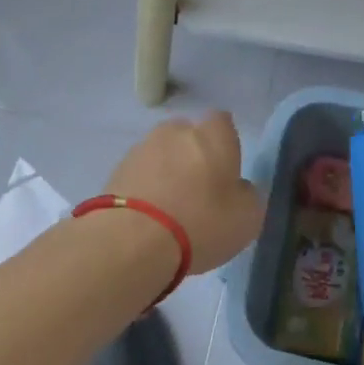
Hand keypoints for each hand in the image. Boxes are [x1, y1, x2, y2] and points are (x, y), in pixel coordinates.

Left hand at [106, 112, 263, 274]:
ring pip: (161, 155)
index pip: (223, 123)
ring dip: (166, 172)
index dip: (225, 145)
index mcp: (214, 135)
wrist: (131, 241)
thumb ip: (248, 196)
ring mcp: (142, 148)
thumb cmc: (201, 222)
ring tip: (168, 209)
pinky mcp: (115, 171)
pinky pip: (139, 175)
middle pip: (189, 136)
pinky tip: (147, 218)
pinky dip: (144, 189)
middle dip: (193, 156)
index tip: (226, 171)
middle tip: (198, 191)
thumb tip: (238, 188)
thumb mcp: (247, 218)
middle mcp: (177, 131)